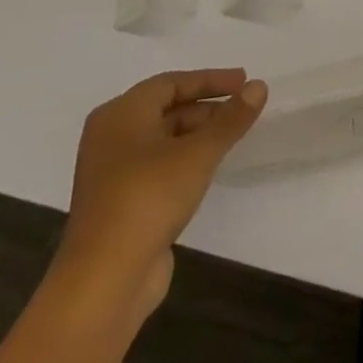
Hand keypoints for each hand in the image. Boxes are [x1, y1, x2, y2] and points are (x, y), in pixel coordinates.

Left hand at [51, 69, 265, 323]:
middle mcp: (110, 137)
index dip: (210, 80)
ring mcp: (110, 173)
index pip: (171, 83)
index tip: (244, 81)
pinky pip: (155, 166)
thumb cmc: (149, 199)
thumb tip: (259, 86)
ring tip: (231, 137)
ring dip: (196, 134)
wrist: (103, 282)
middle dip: (205, 107)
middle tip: (241, 109)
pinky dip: (182, 160)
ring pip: (161, 139)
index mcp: (120, 114)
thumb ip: (231, 119)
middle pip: (165, 109)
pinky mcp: (116, 204)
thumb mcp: (199, 153)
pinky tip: (206, 169)